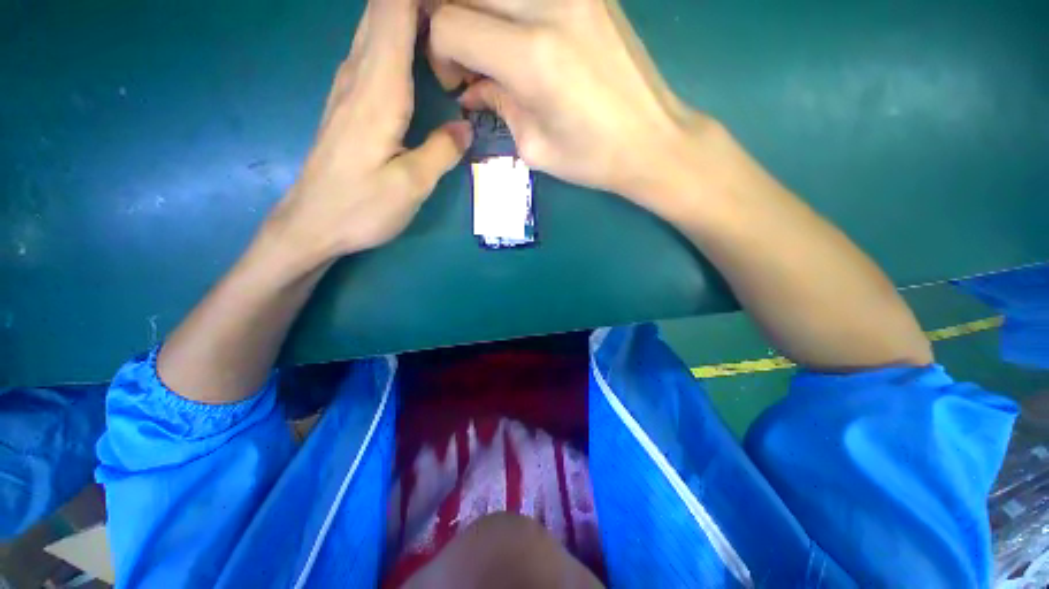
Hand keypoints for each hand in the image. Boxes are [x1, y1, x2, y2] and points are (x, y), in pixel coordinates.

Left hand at [266, 0, 471, 266]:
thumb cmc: (361, 207)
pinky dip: (393, 34)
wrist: (312, 223)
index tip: (456, 7)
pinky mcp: (347, 102)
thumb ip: (442, 152)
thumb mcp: (411, 186)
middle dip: (418, 4)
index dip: (422, 0)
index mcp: (378, 91)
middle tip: (458, 16)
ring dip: (405, 14)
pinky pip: (370, 49)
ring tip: (443, 24)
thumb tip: (465, 128)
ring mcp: (348, 87)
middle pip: (381, 10)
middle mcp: (359, 77)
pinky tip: (414, 46)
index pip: (393, 13)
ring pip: (373, 26)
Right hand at [428, 0, 710, 210]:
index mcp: (532, 58)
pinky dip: (510, 7)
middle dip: (450, 20)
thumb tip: (471, 86)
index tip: (457, 81)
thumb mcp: (533, 147)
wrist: (651, 141)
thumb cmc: (592, 158)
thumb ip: (496, 105)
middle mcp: (549, 7)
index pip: (450, 24)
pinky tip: (518, 33)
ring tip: (490, 45)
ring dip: (480, 10)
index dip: (440, 52)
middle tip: (466, 58)